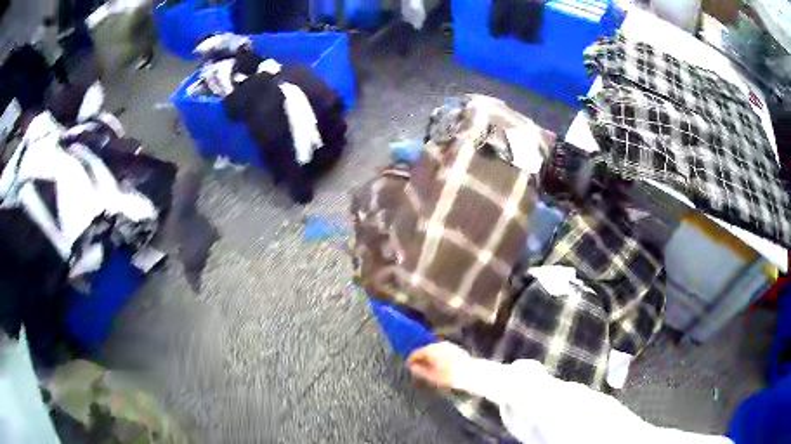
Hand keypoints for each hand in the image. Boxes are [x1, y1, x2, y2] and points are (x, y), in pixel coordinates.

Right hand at [407, 342, 471, 389]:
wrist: (472, 373)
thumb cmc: (450, 376)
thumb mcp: (432, 376)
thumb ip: (419, 371)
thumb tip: (411, 367)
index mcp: (431, 349)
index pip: (416, 352)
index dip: (410, 360)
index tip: (408, 367)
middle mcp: (439, 344)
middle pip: (425, 350)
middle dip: (420, 358)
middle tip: (416, 368)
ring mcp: (448, 345)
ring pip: (434, 350)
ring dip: (429, 357)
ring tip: (427, 367)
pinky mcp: (455, 348)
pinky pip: (441, 351)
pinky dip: (437, 357)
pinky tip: (438, 365)